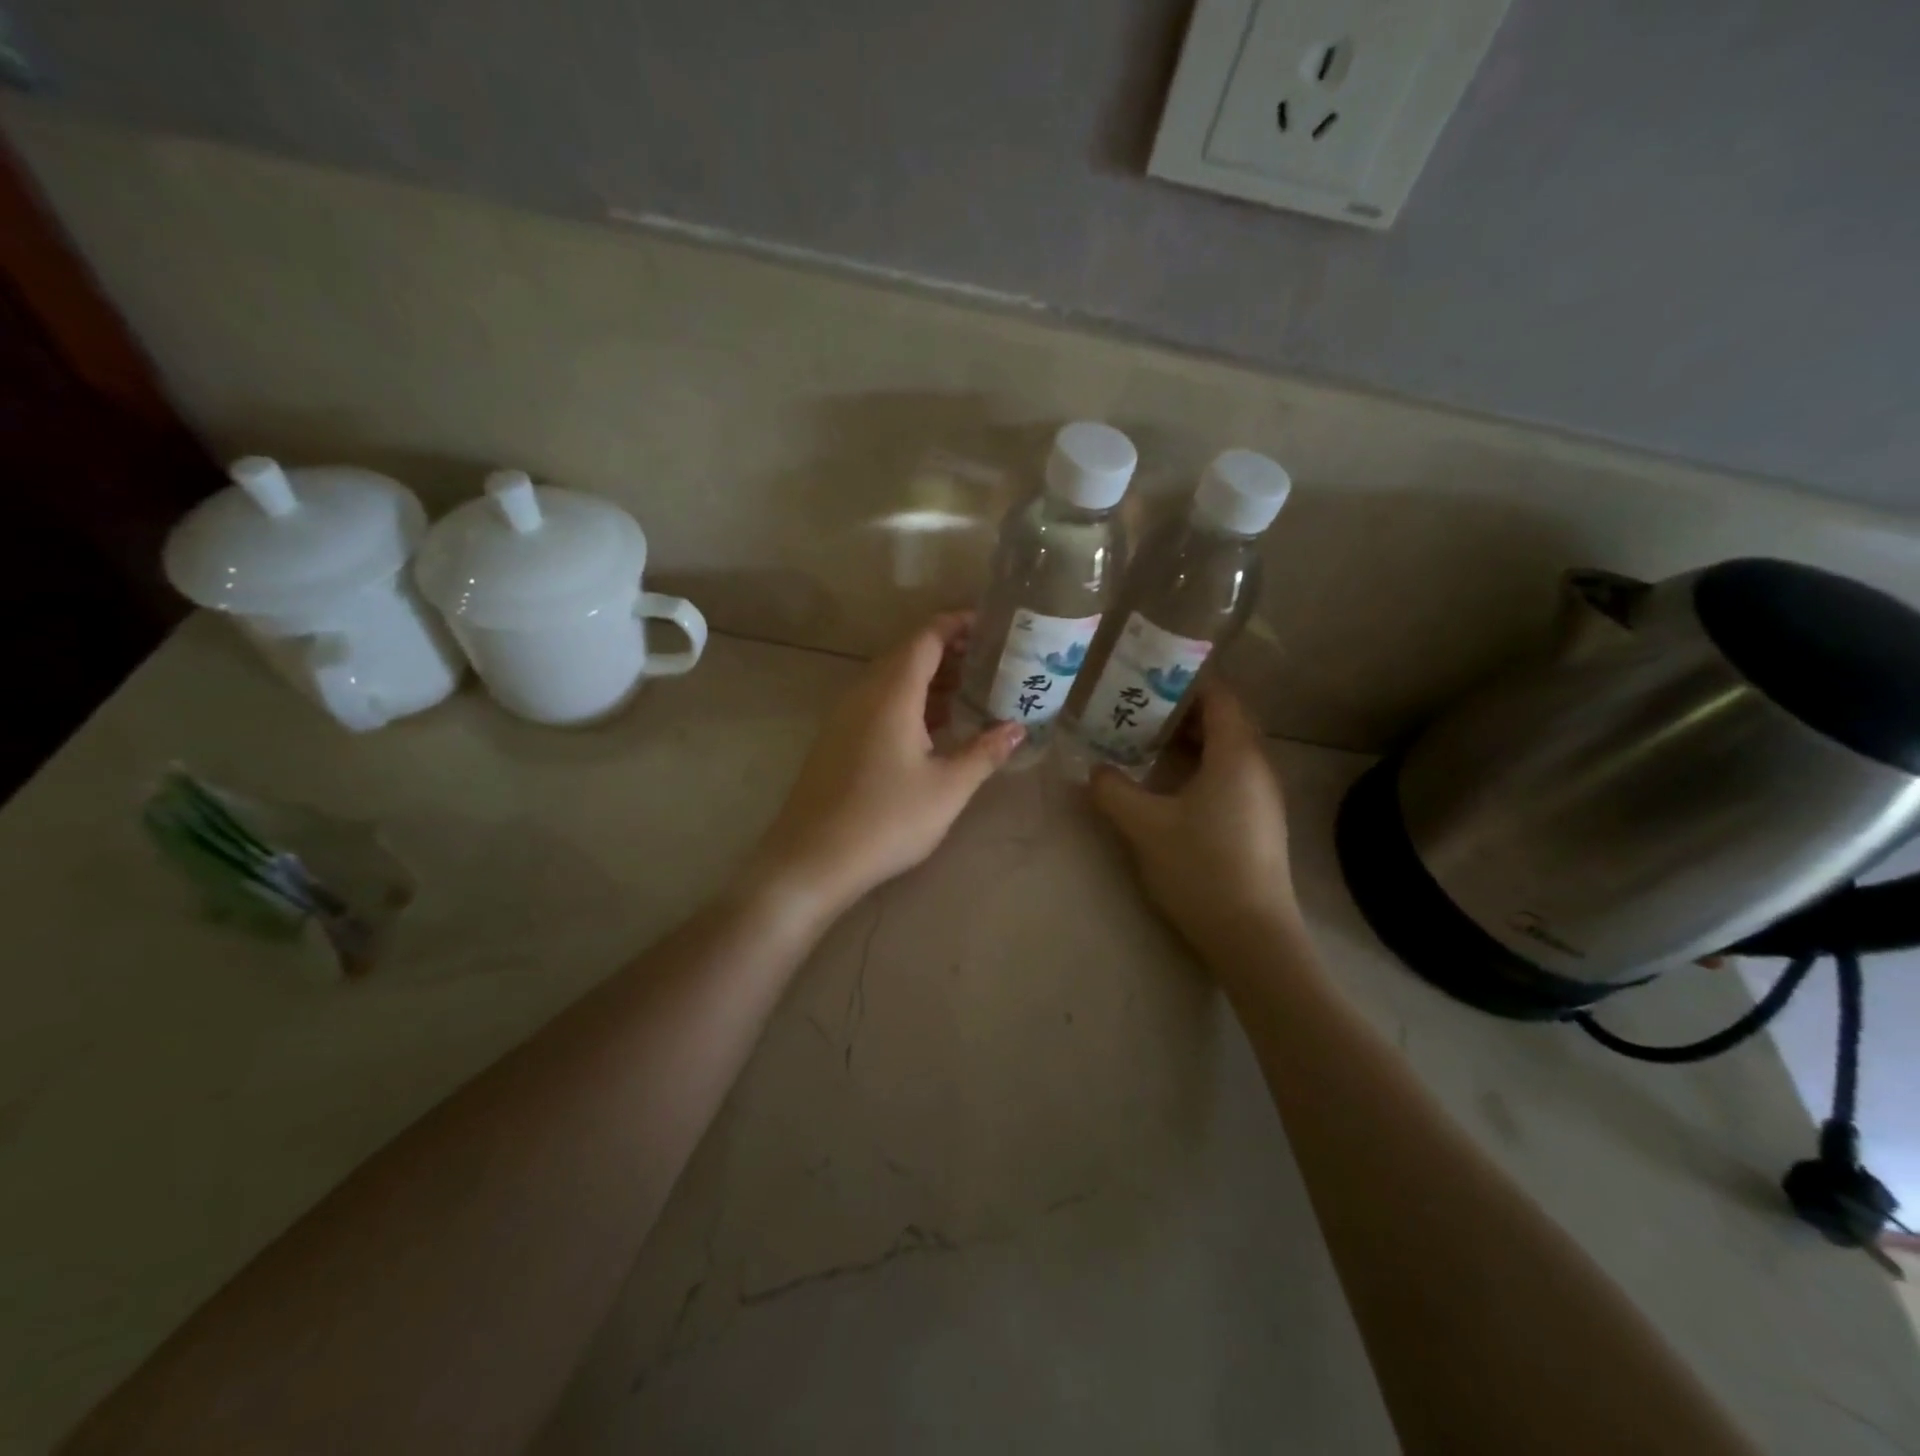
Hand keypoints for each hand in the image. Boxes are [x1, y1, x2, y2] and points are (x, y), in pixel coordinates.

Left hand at [745, 614, 1023, 918]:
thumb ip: (984, 752)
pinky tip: (933, 729)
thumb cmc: (886, 820)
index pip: (925, 638)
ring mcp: (845, 718)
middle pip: (907, 655)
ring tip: (970, 691)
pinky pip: (878, 704)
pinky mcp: (837, 741)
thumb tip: (1017, 728)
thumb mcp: (947, 788)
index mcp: (891, 694)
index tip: (990, 626)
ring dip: (929, 680)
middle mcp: (864, 694)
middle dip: (948, 652)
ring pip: (891, 681)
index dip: (957, 624)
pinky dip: (910, 703)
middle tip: (990, 662)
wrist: (812, 859)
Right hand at [1090, 683, 1301, 963]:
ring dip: (1188, 742)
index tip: (1145, 678)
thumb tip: (1095, 770)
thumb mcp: (1144, 826)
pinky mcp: (1258, 821)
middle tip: (1135, 709)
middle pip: (1223, 720)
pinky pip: (1229, 775)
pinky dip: (1199, 767)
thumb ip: (1113, 790)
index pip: (1219, 696)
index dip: (1184, 681)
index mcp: (1237, 754)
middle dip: (1180, 711)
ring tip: (1144, 743)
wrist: (1251, 934)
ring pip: (1226, 750)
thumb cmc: (1200, 867)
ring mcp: (1262, 796)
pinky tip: (1167, 786)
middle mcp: (1257, 766)